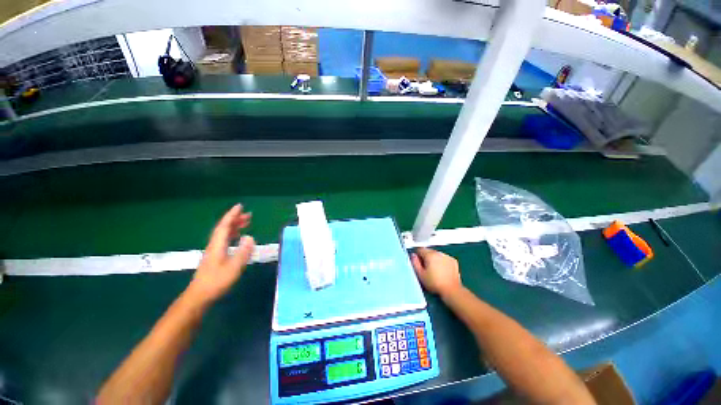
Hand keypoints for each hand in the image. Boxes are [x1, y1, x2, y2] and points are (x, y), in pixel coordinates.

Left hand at [186, 204, 255, 305]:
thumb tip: (250, 237)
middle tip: (249, 215)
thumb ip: (243, 252)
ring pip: (224, 234)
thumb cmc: (216, 282)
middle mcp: (214, 245)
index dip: (232, 215)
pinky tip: (238, 237)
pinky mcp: (215, 257)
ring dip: (234, 226)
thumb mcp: (233, 267)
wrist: (199, 296)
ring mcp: (214, 251)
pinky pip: (224, 240)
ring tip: (246, 223)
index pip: (224, 226)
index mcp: (217, 245)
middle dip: (235, 219)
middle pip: (224, 228)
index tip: (240, 206)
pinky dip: (232, 234)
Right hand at [410, 248, 461, 297]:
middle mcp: (438, 253)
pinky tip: (442, 270)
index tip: (418, 263)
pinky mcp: (453, 261)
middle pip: (428, 251)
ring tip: (435, 270)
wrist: (452, 290)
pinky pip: (444, 258)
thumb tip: (413, 256)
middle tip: (426, 268)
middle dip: (426, 257)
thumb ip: (415, 263)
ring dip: (434, 259)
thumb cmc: (434, 283)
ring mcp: (447, 256)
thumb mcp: (420, 274)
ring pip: (436, 254)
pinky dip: (442, 261)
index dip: (417, 255)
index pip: (419, 249)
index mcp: (429, 255)